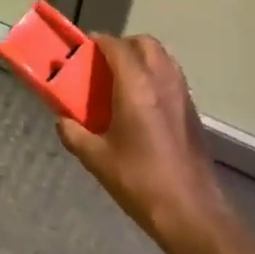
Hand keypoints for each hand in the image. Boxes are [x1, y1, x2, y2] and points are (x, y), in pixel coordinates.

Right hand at [57, 34, 238, 253]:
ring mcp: (182, 94)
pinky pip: (171, 76)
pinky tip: (140, 105)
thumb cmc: (140, 181)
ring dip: (141, 59)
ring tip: (120, 82)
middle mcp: (162, 80)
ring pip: (162, 57)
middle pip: (144, 43)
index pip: (116, 46)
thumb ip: (75, 134)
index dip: (98, 42)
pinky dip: (154, 76)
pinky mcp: (192, 110)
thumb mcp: (97, 159)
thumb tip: (62, 121)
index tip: (82, 50)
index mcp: (136, 86)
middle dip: (122, 46)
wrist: (191, 211)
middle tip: (102, 65)